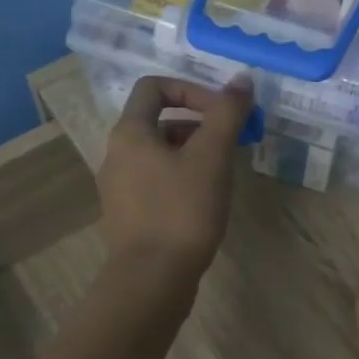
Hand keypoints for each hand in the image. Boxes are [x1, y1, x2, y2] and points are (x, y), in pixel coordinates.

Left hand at [98, 75, 251, 280]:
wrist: (153, 278)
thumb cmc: (182, 210)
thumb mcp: (211, 157)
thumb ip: (227, 114)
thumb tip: (243, 80)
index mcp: (129, 133)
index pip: (154, 87)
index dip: (191, 91)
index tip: (221, 113)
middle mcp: (116, 155)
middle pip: (158, 120)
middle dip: (199, 124)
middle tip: (231, 142)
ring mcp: (119, 188)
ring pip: (159, 153)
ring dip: (193, 152)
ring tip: (223, 173)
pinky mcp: (129, 215)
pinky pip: (156, 181)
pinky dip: (182, 178)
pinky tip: (206, 200)